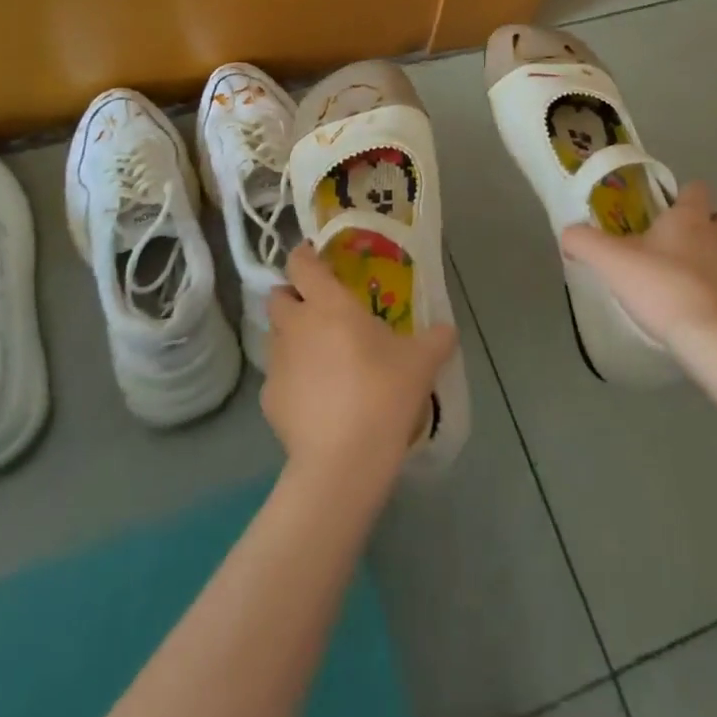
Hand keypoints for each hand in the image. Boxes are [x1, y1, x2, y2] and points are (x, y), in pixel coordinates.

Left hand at [262, 243, 456, 480]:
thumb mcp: (421, 363)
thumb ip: (436, 339)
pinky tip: (313, 397)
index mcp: (328, 304)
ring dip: (290, 336)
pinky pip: (277, 377)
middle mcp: (296, 325)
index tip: (314, 257)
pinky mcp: (268, 399)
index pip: (301, 264)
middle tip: (317, 309)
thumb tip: (448, 329)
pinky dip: (291, 379)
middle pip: (278, 297)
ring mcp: (277, 362)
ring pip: (274, 335)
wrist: (343, 460)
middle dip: (292, 297)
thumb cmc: (383, 393)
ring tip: (317, 354)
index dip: (304, 256)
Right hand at [560, 180, 716, 350]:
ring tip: (673, 279)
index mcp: (689, 218)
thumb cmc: (663, 286)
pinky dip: (712, 295)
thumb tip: (568, 234)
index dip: (681, 194)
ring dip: (704, 261)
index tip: (660, 207)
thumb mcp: (610, 261)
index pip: (695, 189)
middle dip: (699, 225)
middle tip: (669, 240)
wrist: (714, 339)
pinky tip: (688, 311)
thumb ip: (584, 242)